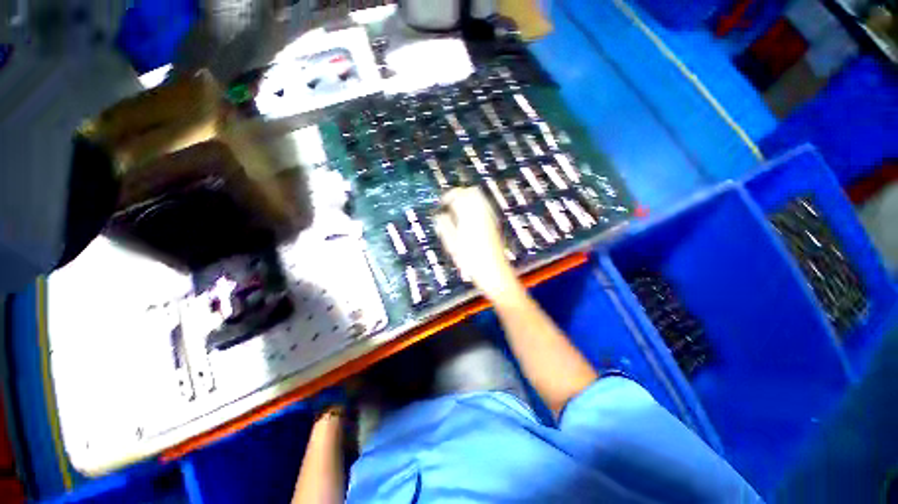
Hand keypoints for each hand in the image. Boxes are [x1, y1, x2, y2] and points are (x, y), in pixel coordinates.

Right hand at [434, 188, 523, 301]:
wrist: (495, 273)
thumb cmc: (472, 262)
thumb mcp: (452, 245)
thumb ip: (444, 226)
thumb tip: (439, 215)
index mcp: (469, 216)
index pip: (459, 194)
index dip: (448, 195)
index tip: (442, 202)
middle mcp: (482, 213)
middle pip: (472, 191)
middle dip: (460, 195)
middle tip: (450, 205)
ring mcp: (491, 218)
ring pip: (480, 198)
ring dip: (468, 201)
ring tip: (458, 213)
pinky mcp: (495, 224)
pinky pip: (485, 208)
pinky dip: (475, 208)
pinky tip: (469, 220)